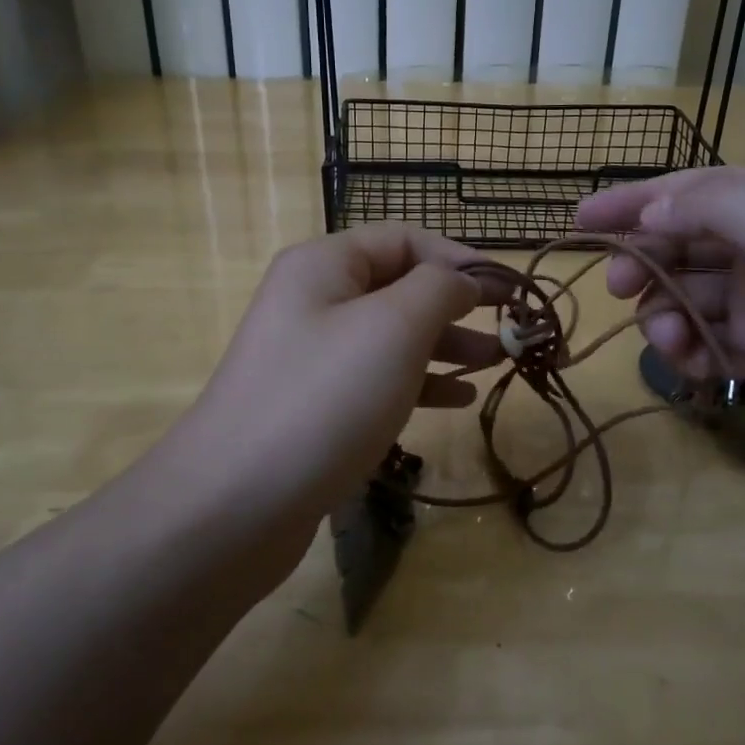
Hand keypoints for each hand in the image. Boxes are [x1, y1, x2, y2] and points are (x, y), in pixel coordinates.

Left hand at [158, 224, 501, 572]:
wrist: (236, 504)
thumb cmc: (326, 397)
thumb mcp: (394, 327)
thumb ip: (439, 290)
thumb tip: (462, 281)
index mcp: (325, 265)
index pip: (403, 240)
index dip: (458, 258)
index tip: (506, 290)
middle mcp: (314, 302)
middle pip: (398, 288)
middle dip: (455, 306)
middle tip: (508, 331)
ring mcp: (311, 357)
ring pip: (391, 337)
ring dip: (444, 345)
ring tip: (495, 364)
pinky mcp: (315, 407)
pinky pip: (376, 380)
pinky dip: (418, 383)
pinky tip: (456, 400)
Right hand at [574, 168, 744, 503]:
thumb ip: (716, 207)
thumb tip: (652, 210)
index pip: (696, 188)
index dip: (635, 201)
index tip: (579, 222)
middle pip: (685, 240)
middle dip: (646, 259)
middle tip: (615, 285)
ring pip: (688, 294)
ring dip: (665, 311)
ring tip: (669, 339)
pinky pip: (704, 340)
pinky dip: (687, 348)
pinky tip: (691, 364)